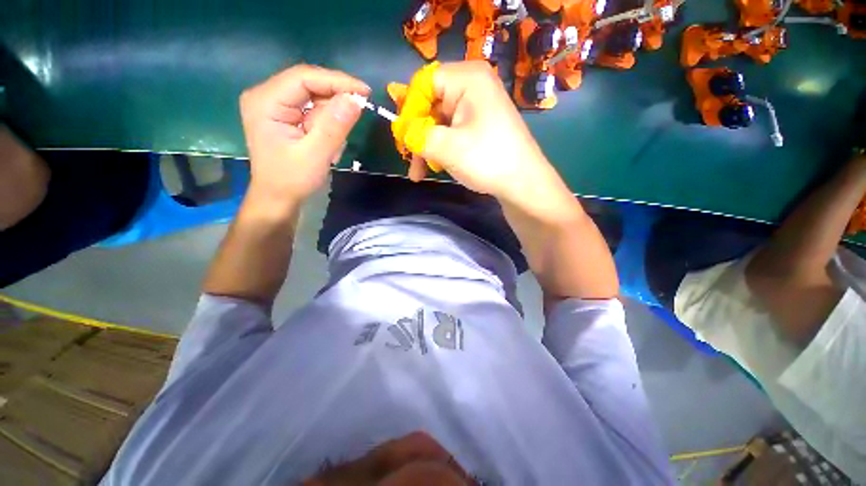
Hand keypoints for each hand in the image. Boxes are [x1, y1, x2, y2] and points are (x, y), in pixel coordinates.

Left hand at [240, 64, 369, 204]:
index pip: (304, 77)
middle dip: (335, 100)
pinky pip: (311, 109)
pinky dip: (326, 123)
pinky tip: (326, 142)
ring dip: (331, 117)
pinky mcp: (283, 114)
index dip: (337, 81)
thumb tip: (356, 99)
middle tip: (355, 118)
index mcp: (266, 101)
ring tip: (332, 145)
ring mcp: (273, 104)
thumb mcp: (316, 155)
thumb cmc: (292, 180)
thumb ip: (335, 127)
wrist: (277, 198)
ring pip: (313, 96)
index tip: (365, 92)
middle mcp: (266, 96)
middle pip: (308, 84)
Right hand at [397, 61, 563, 206]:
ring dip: (426, 147)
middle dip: (417, 135)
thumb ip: (417, 135)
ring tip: (420, 172)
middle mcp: (472, 86)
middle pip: (430, 104)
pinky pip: (451, 131)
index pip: (423, 83)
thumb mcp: (446, 147)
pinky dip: (440, 149)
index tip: (403, 139)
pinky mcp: (479, 125)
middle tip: (410, 159)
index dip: (409, 110)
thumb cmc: (487, 160)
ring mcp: (477, 107)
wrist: (523, 184)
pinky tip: (436, 167)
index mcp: (467, 79)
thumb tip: (402, 130)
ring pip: (438, 122)